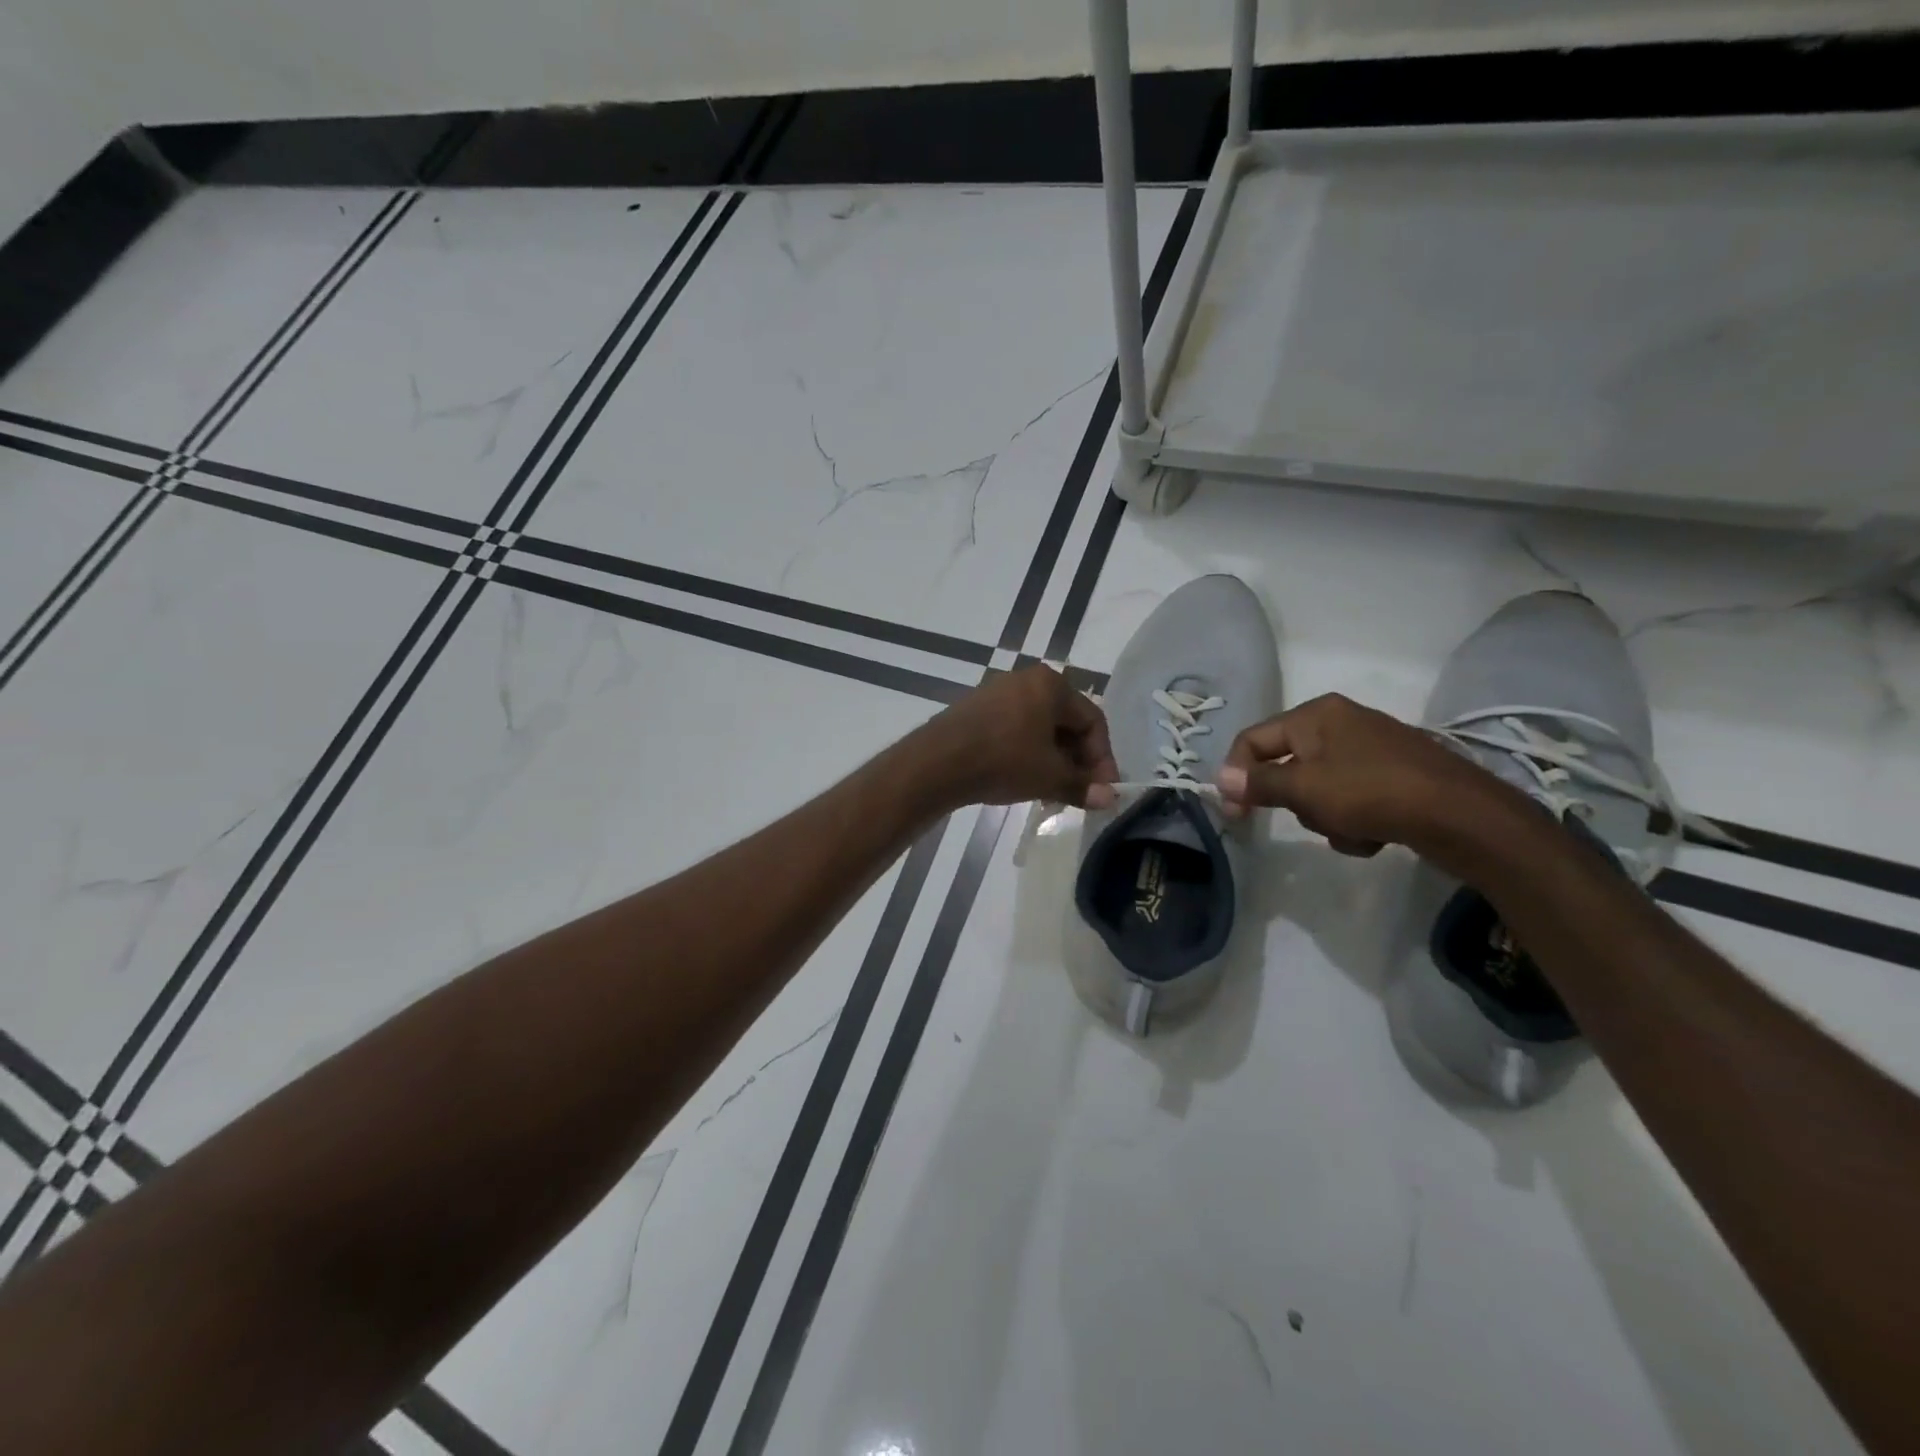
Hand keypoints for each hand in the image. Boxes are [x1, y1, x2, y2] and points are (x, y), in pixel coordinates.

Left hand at [915, 665, 1118, 810]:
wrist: (937, 763)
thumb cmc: (1003, 761)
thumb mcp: (1049, 777)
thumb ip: (1083, 786)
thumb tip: (1110, 799)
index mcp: (1051, 685)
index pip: (1092, 720)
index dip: (1103, 758)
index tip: (1103, 789)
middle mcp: (1026, 680)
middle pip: (1066, 722)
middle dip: (1077, 760)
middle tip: (1079, 791)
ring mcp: (998, 692)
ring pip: (1040, 728)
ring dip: (1053, 760)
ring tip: (1052, 791)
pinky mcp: (977, 709)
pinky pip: (1015, 729)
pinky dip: (1028, 753)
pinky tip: (1024, 780)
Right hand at [1216, 693, 1518, 862]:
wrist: (1462, 815)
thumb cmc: (1371, 792)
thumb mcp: (1304, 789)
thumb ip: (1258, 783)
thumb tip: (1220, 778)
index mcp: (1315, 714)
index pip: (1253, 740)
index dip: (1236, 775)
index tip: (1235, 813)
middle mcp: (1341, 723)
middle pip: (1288, 766)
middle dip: (1296, 801)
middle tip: (1311, 818)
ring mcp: (1371, 749)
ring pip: (1320, 789)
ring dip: (1327, 817)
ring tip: (1352, 830)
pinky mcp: (1394, 776)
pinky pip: (1352, 799)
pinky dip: (1355, 821)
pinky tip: (1375, 835)